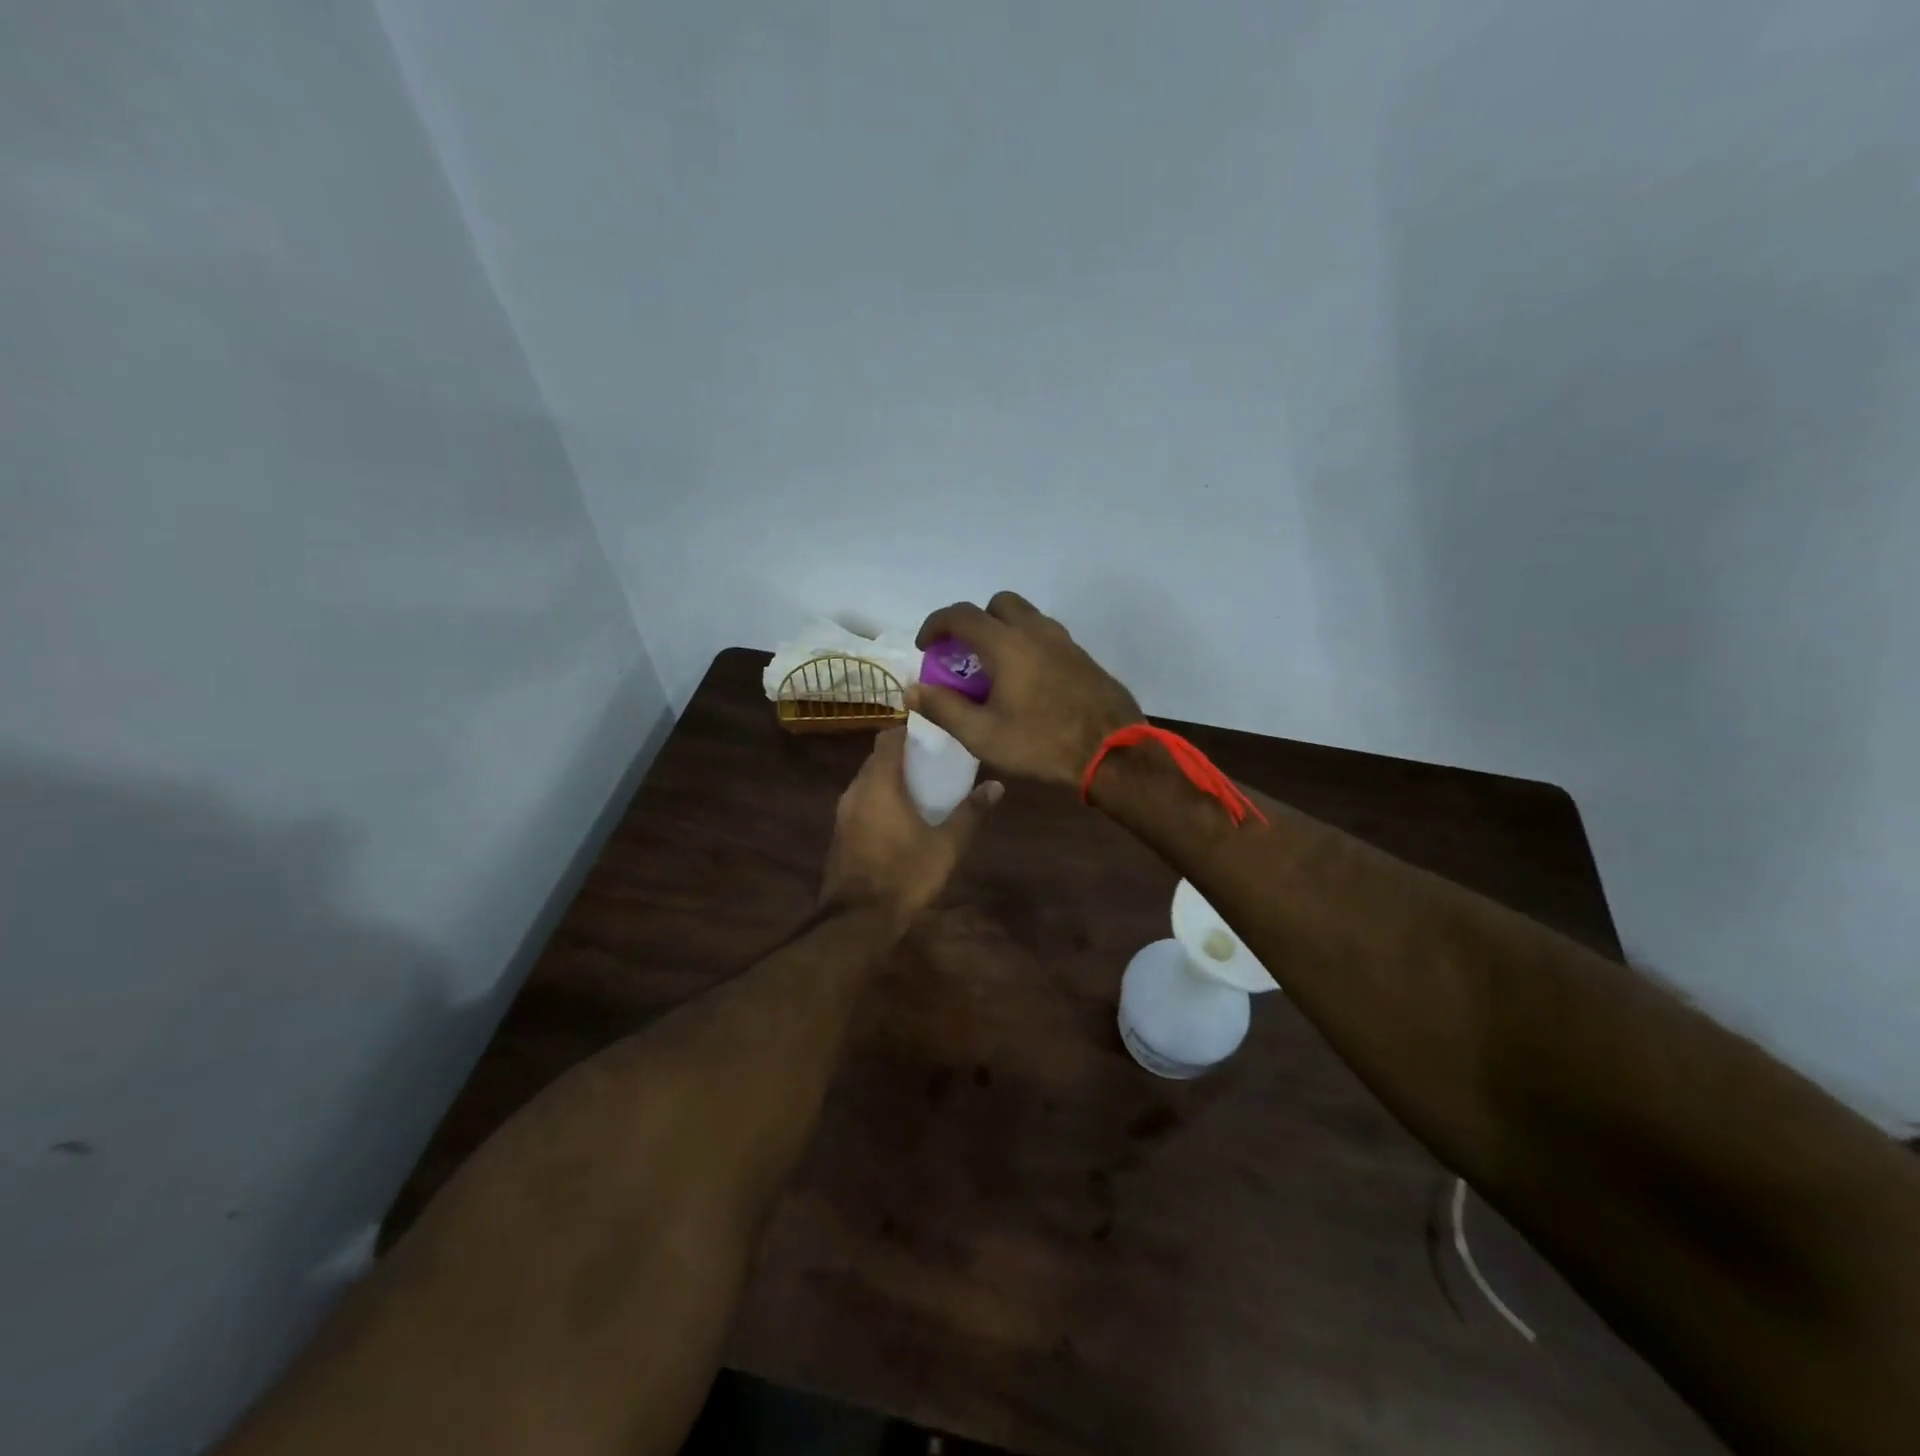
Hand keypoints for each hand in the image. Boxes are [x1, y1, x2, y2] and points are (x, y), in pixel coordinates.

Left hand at [820, 726, 1001, 927]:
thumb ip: (971, 813)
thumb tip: (996, 785)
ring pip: (868, 780)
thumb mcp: (947, 846)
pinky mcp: (840, 832)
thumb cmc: (904, 874)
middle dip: (903, 755)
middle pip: (877, 758)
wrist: (856, 920)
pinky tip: (901, 817)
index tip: (934, 734)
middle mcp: (856, 790)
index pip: (888, 738)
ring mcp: (843, 812)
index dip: (909, 731)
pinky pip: (861, 801)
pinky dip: (880, 799)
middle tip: (934, 761)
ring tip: (922, 788)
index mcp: (879, 783)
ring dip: (891, 778)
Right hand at [908, 592, 1142, 786]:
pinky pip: (1046, 636)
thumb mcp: (983, 735)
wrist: (1113, 752)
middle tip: (964, 655)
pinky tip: (1026, 682)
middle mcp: (1036, 631)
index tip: (926, 647)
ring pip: (1026, 618)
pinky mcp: (1083, 657)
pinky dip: (1027, 645)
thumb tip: (912, 690)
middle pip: (998, 605)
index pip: (962, 615)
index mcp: (1007, 644)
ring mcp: (1064, 642)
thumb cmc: (1042, 743)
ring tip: (994, 670)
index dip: (936, 625)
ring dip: (1003, 631)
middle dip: (974, 622)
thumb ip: (944, 708)